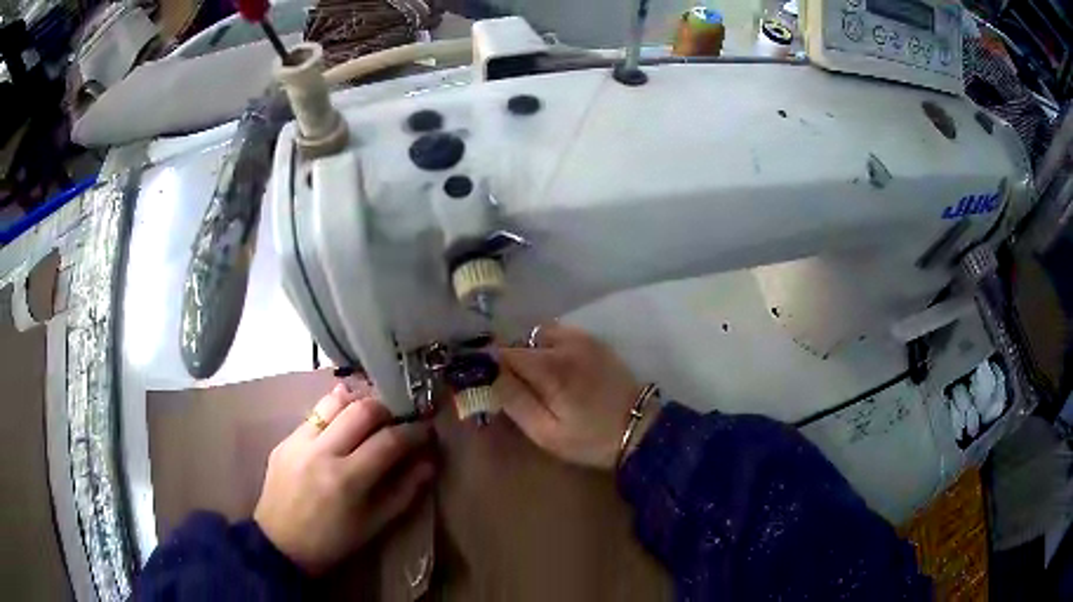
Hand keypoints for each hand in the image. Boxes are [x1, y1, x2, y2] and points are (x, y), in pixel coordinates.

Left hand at [254, 383, 434, 574]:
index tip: (426, 431)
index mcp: (347, 479)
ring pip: (334, 402)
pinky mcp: (284, 440)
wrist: (280, 544)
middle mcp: (322, 452)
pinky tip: (342, 427)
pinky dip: (334, 414)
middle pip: (362, 410)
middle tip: (398, 421)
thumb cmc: (333, 541)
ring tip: (370, 417)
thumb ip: (404, 491)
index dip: (414, 432)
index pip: (389, 441)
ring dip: (358, 404)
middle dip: (388, 410)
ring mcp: (299, 442)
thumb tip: (428, 462)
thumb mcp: (375, 525)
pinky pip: (314, 415)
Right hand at [494, 324, 657, 469]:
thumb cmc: (591, 439)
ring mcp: (581, 339)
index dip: (487, 365)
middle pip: (519, 342)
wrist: (640, 428)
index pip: (503, 353)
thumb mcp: (546, 432)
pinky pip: (557, 334)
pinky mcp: (593, 341)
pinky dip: (546, 345)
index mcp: (550, 368)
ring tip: (531, 378)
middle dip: (507, 361)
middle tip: (508, 387)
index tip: (481, 381)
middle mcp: (563, 344)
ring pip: (537, 335)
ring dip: (527, 351)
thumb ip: (515, 402)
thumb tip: (488, 376)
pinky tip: (552, 368)